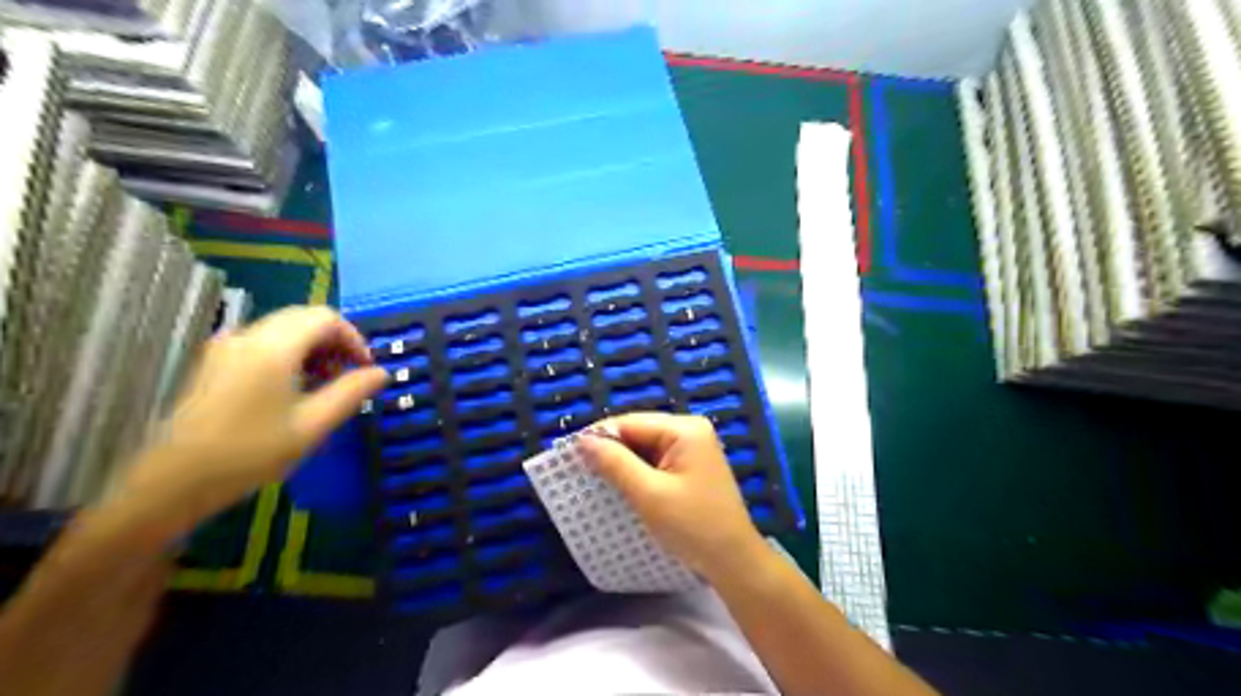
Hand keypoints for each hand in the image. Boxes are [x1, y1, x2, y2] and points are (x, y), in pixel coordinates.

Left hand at [118, 303, 386, 531]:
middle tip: (348, 377)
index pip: (326, 318)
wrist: (171, 482)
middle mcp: (248, 336)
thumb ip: (352, 392)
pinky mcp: (213, 362)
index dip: (354, 337)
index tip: (366, 368)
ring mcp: (225, 347)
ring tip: (323, 386)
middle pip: (304, 318)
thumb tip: (382, 372)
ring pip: (283, 329)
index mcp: (274, 347)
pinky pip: (262, 342)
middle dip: (334, 342)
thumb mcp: (313, 425)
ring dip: (312, 348)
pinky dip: (288, 354)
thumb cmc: (250, 453)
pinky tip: (291, 389)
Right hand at [580, 413, 771, 580]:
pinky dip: (638, 473)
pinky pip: (656, 461)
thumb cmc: (692, 526)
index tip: (570, 455)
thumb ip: (615, 464)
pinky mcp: (691, 466)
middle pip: (639, 432)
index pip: (631, 422)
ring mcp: (693, 448)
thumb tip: (582, 441)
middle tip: (579, 470)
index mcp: (684, 429)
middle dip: (611, 450)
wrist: (733, 561)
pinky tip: (622, 486)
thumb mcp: (648, 494)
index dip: (599, 437)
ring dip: (623, 463)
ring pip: (645, 448)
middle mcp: (690, 431)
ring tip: (595, 479)